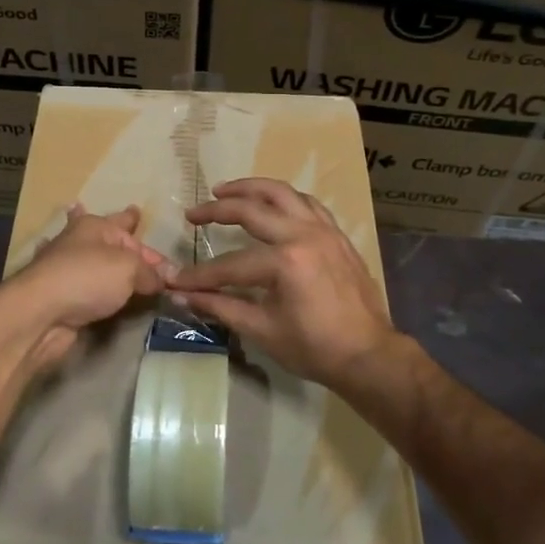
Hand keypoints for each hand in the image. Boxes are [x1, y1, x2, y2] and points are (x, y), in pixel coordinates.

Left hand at [0, 204, 167, 376]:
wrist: (41, 314)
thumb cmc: (87, 278)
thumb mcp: (129, 268)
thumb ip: (150, 272)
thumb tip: (164, 280)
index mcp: (95, 227)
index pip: (127, 225)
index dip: (141, 229)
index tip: (148, 228)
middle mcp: (79, 244)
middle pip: (107, 237)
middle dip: (117, 227)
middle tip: (129, 215)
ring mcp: (67, 270)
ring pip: (94, 261)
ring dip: (103, 257)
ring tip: (114, 251)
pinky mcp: (62, 298)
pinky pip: (88, 288)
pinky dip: (94, 286)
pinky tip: (94, 286)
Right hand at [168, 178, 402, 387]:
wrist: (368, 354)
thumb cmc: (314, 347)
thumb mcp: (262, 330)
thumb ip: (220, 307)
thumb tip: (182, 297)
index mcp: (285, 261)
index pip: (230, 264)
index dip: (200, 275)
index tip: (176, 280)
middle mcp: (304, 235)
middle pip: (252, 210)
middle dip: (217, 210)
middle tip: (193, 213)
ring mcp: (324, 230)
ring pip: (282, 193)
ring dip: (251, 188)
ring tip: (225, 190)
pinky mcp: (336, 234)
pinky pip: (307, 203)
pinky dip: (284, 198)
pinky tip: (270, 203)